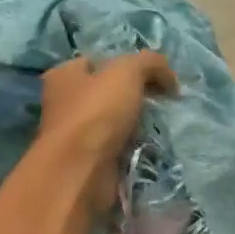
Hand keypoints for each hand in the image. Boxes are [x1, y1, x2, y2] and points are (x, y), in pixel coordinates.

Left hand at [36, 51, 178, 211]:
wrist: (83, 171)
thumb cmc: (97, 114)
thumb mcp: (127, 72)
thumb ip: (150, 63)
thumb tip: (170, 78)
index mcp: (65, 75)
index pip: (99, 62)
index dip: (128, 66)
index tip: (156, 79)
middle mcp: (66, 103)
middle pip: (108, 93)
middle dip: (135, 98)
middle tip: (161, 103)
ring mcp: (77, 135)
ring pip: (114, 123)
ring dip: (136, 126)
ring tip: (160, 127)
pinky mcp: (90, 162)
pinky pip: (118, 149)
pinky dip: (133, 149)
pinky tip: (150, 149)